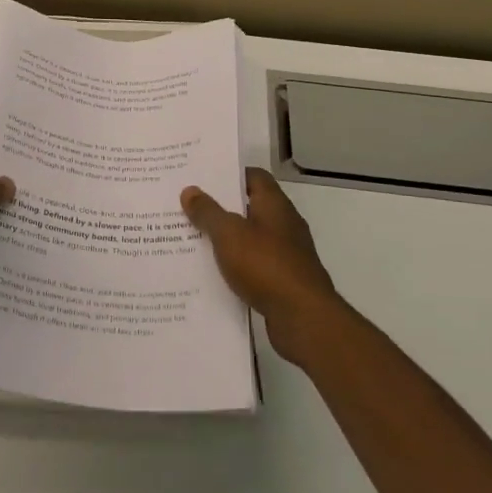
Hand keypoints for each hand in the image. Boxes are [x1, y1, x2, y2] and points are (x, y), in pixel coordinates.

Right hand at [182, 169, 349, 366]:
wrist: (303, 317)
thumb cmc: (265, 265)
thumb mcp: (228, 234)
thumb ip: (208, 212)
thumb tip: (190, 190)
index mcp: (274, 205)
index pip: (254, 176)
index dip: (229, 174)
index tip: (202, 178)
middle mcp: (284, 224)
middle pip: (250, 206)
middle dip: (221, 207)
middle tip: (188, 207)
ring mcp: (286, 254)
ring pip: (250, 238)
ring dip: (227, 239)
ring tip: (193, 238)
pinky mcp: (284, 280)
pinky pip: (254, 265)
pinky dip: (236, 265)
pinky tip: (213, 272)